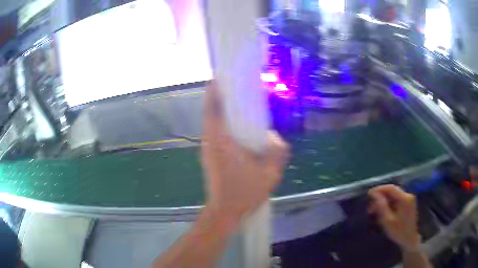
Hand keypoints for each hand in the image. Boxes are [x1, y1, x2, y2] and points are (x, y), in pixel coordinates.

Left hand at [201, 81, 289, 230]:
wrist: (225, 211)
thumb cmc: (244, 193)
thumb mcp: (269, 173)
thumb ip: (277, 152)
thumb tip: (276, 137)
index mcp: (220, 139)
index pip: (213, 106)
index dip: (215, 88)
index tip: (223, 75)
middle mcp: (209, 139)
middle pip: (211, 110)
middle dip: (221, 95)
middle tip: (238, 85)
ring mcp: (208, 147)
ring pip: (212, 120)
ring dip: (222, 108)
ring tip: (241, 102)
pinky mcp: (210, 155)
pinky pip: (215, 131)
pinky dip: (224, 122)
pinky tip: (240, 127)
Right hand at [368, 185, 420, 252]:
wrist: (410, 240)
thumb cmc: (398, 231)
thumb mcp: (388, 220)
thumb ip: (381, 206)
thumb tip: (374, 194)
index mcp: (404, 198)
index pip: (390, 188)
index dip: (379, 190)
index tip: (368, 195)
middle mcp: (408, 195)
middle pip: (392, 192)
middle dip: (380, 198)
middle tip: (370, 208)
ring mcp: (409, 200)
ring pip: (394, 197)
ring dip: (384, 202)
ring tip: (375, 212)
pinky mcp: (408, 204)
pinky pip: (397, 201)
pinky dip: (389, 205)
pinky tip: (383, 212)